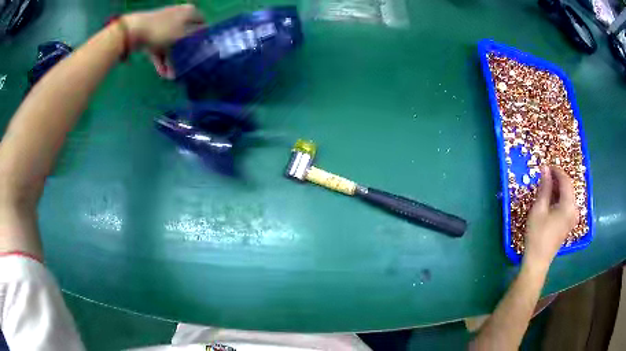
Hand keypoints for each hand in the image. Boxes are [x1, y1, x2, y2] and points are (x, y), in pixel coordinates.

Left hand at [124, 5, 204, 77]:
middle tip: (184, 67)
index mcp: (190, 12)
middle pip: (185, 36)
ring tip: (171, 75)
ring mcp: (164, 25)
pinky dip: (161, 58)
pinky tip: (162, 72)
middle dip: (183, 53)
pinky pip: (160, 46)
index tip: (200, 53)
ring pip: (171, 43)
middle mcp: (179, 16)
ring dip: (171, 59)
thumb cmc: (163, 31)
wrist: (135, 31)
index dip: (202, 39)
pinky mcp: (153, 33)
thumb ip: (196, 38)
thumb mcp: (183, 35)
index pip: (202, 25)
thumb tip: (204, 41)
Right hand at [523, 166, 578, 267]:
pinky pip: (567, 204)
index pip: (566, 180)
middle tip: (545, 175)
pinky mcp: (570, 223)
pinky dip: (560, 198)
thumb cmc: (537, 235)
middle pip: (569, 187)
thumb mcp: (539, 209)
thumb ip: (544, 188)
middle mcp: (575, 209)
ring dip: (558, 188)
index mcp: (569, 205)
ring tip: (546, 186)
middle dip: (557, 179)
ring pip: (568, 195)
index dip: (556, 171)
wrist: (538, 261)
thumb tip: (545, 169)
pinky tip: (551, 199)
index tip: (546, 166)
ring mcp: (573, 217)